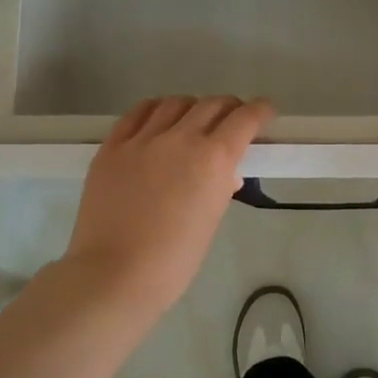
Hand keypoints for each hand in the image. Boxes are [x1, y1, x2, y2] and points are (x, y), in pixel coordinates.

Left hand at [63, 96, 272, 312]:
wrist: (113, 274)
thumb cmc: (173, 260)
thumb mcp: (211, 220)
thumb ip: (220, 187)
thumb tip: (225, 172)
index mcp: (213, 159)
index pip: (245, 119)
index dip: (260, 111)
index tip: (265, 112)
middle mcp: (181, 138)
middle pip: (212, 104)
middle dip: (229, 107)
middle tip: (232, 119)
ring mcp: (143, 139)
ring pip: (175, 103)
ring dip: (192, 107)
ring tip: (192, 120)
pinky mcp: (112, 146)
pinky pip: (137, 113)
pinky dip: (155, 110)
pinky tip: (158, 119)